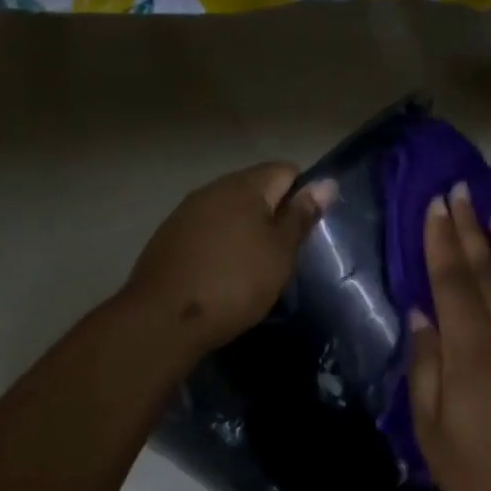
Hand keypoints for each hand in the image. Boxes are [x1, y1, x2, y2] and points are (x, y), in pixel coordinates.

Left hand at [121, 162, 336, 357]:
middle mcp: (211, 190)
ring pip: (228, 213)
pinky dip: (219, 248)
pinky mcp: (167, 239)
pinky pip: (205, 233)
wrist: (165, 319)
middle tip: (283, 257)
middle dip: (272, 216)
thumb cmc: (235, 283)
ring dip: (244, 233)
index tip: (304, 233)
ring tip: (253, 270)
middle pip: (254, 191)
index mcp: (243, 186)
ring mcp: (184, 214)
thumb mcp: (279, 253)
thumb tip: (326, 183)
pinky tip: (221, 277)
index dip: (302, 197)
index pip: (285, 171)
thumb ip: (301, 216)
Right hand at [408, 182, 490, 490]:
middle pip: (485, 270)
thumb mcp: (431, 425)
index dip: (440, 241)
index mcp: (470, 350)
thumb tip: (421, 313)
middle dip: (468, 228)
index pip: (451, 281)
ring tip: (489, 213)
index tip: (434, 204)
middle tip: (457, 190)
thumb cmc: (475, 471)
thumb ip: (426, 364)